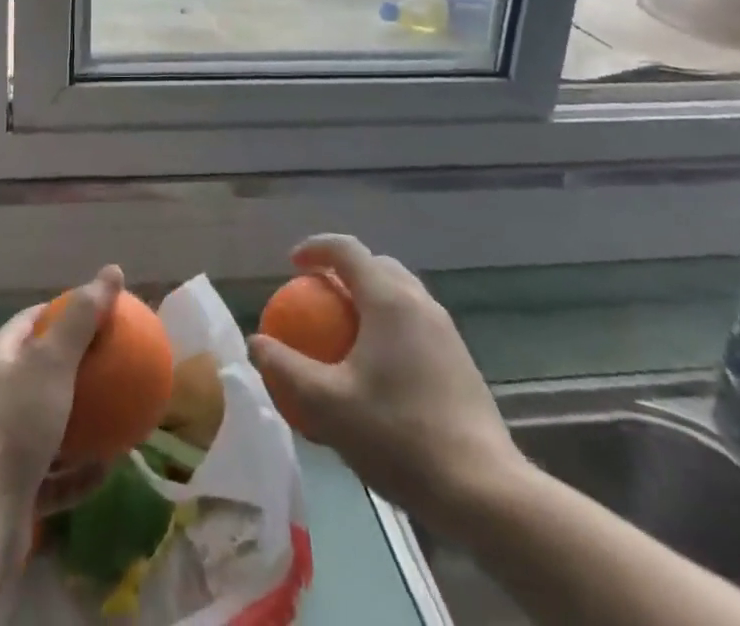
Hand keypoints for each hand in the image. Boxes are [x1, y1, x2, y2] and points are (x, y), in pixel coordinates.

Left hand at [0, 265, 124, 513]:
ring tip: (114, 414)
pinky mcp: (14, 489)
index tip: (96, 314)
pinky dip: (78, 471)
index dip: (61, 312)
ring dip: (79, 423)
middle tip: (111, 364)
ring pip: (47, 425)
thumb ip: (83, 317)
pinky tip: (107, 467)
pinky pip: (53, 473)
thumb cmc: (18, 421)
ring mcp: (3, 445)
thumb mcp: (53, 360)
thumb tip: (113, 270)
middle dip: (74, 369)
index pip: (30, 321)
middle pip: (39, 373)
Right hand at [247, 236, 529, 529]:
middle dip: (344, 271)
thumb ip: (286, 369)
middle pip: (376, 266)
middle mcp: (420, 302)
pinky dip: (389, 326)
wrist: (482, 490)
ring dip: (369, 299)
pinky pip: (415, 323)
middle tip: (318, 296)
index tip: (292, 263)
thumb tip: (256, 344)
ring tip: (346, 331)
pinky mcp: (460, 360)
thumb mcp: (328, 406)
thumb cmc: (398, 436)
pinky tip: (379, 369)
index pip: (346, 249)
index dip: (315, 249)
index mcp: (388, 298)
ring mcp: (446, 330)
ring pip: (400, 294)